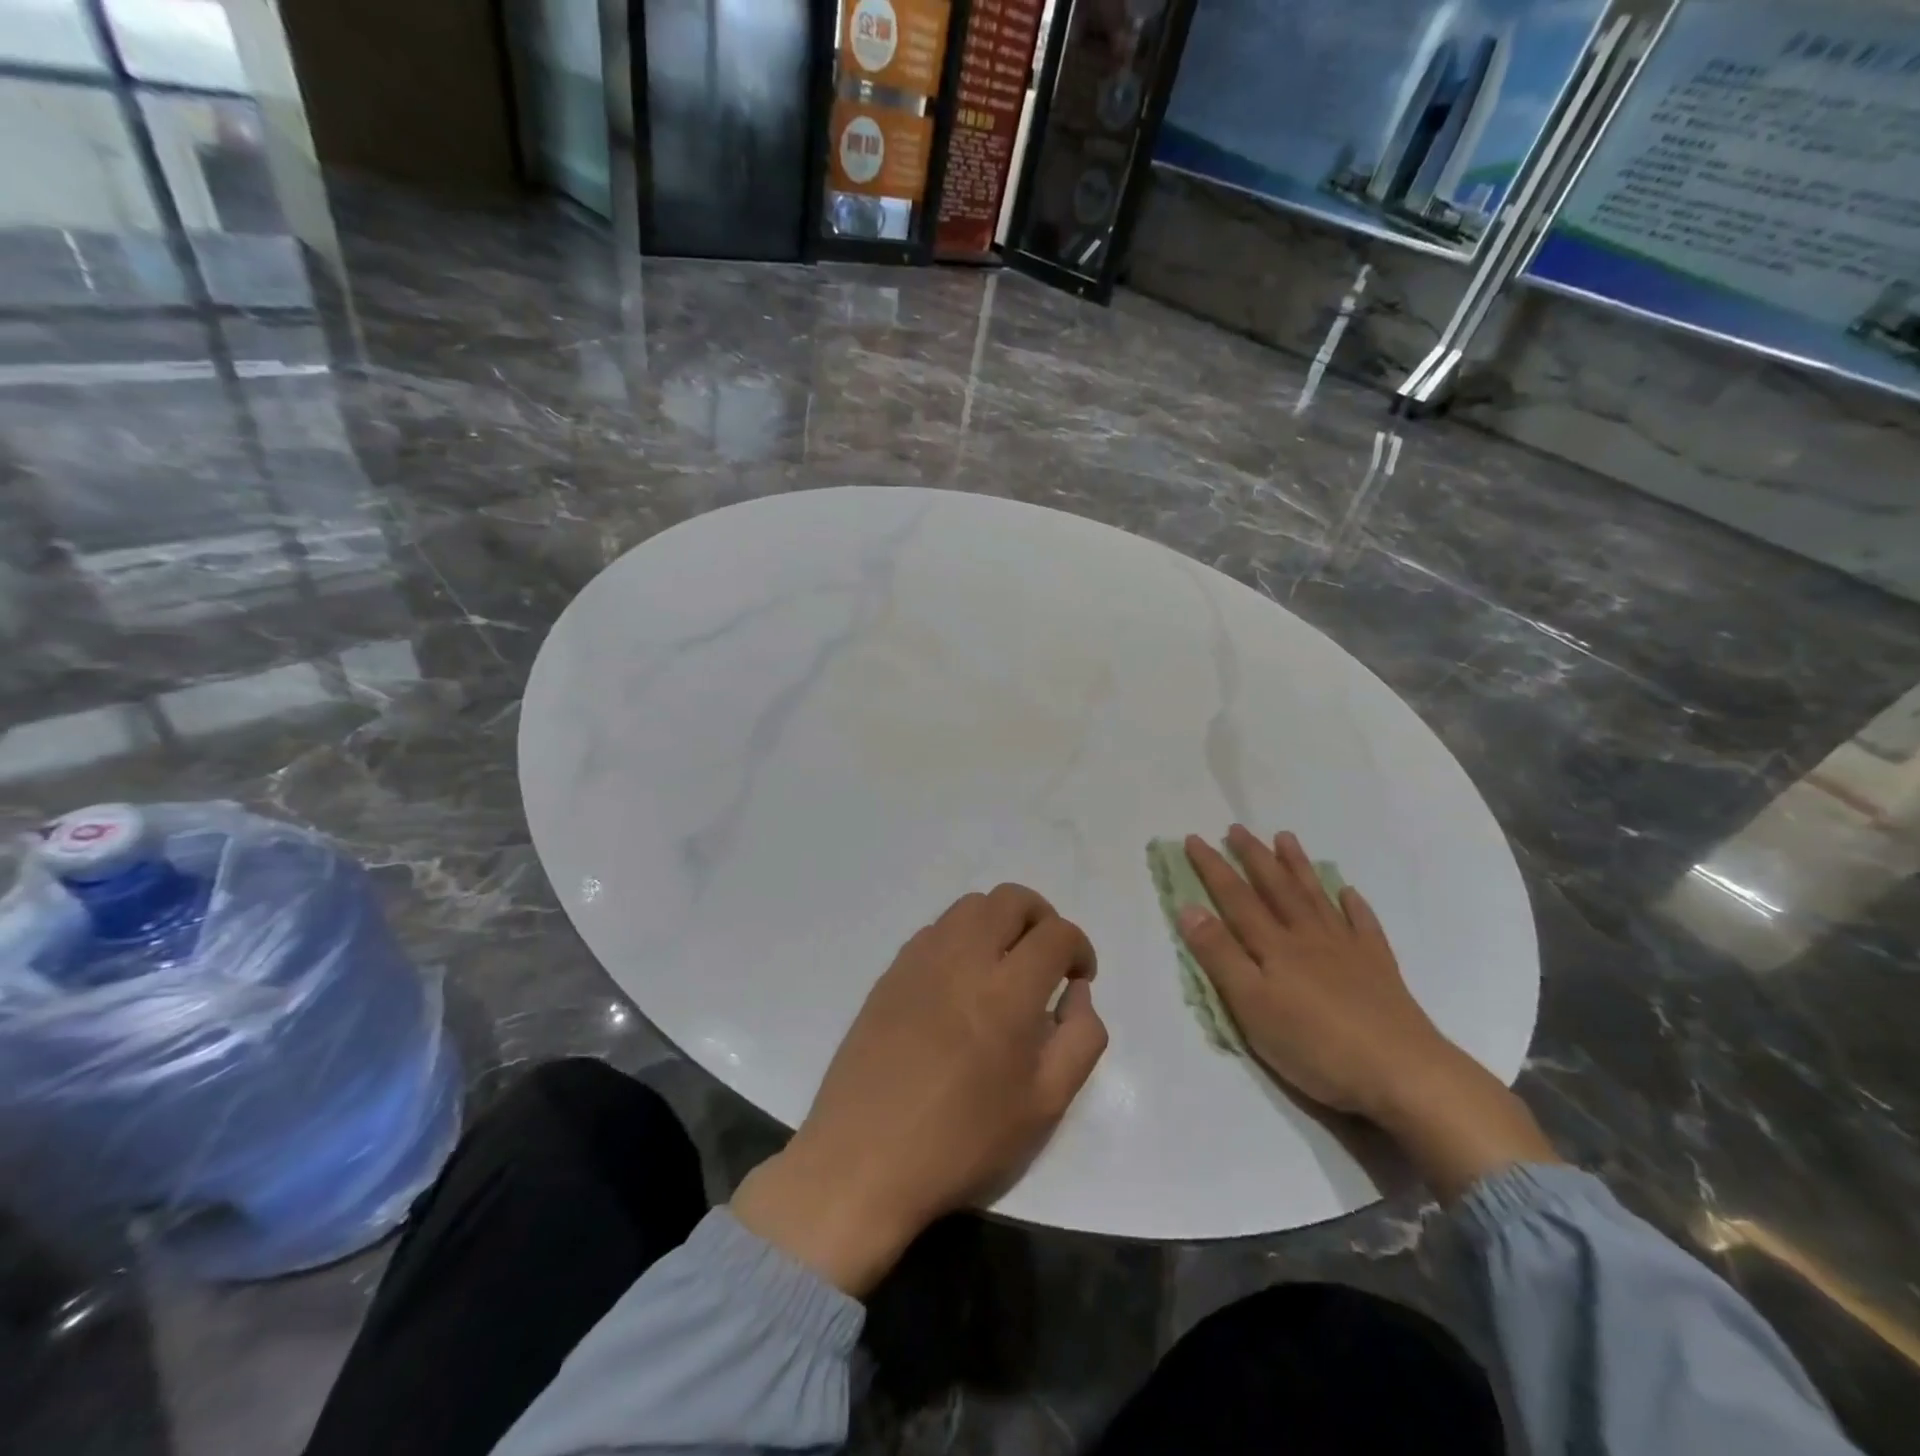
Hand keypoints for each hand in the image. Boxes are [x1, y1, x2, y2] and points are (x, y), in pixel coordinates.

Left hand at [733, 884, 1106, 1293]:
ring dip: (1000, 922)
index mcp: (1008, 991)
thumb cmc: (962, 1141)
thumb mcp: (1044, 1106)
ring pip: (971, 906)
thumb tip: (1076, 992)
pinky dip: (963, 936)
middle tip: (1047, 959)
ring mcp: (921, 959)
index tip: (1079, 977)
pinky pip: (937, 929)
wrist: (863, 1159)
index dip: (1079, 948)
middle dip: (1042, 918)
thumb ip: (1079, 1039)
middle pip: (1011, 899)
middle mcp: (964, 958)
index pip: (1056, 934)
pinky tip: (962, 981)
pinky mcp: (891, 971)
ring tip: (1006, 966)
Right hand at [1179, 827, 1557, 1198]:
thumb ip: (1220, 956)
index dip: (1213, 867)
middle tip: (1238, 828)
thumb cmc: (1314, 1044)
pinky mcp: (1379, 968)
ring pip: (1316, 897)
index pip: (1235, 898)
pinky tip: (1348, 892)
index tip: (1194, 838)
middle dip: (1254, 856)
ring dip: (1298, 866)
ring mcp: (1347, 949)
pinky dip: (1354, 905)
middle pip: (1276, 888)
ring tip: (1285, 838)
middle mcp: (1308, 937)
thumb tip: (1189, 908)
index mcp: (1274, 947)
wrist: (1402, 1073)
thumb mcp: (1251, 1006)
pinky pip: (1364, 925)